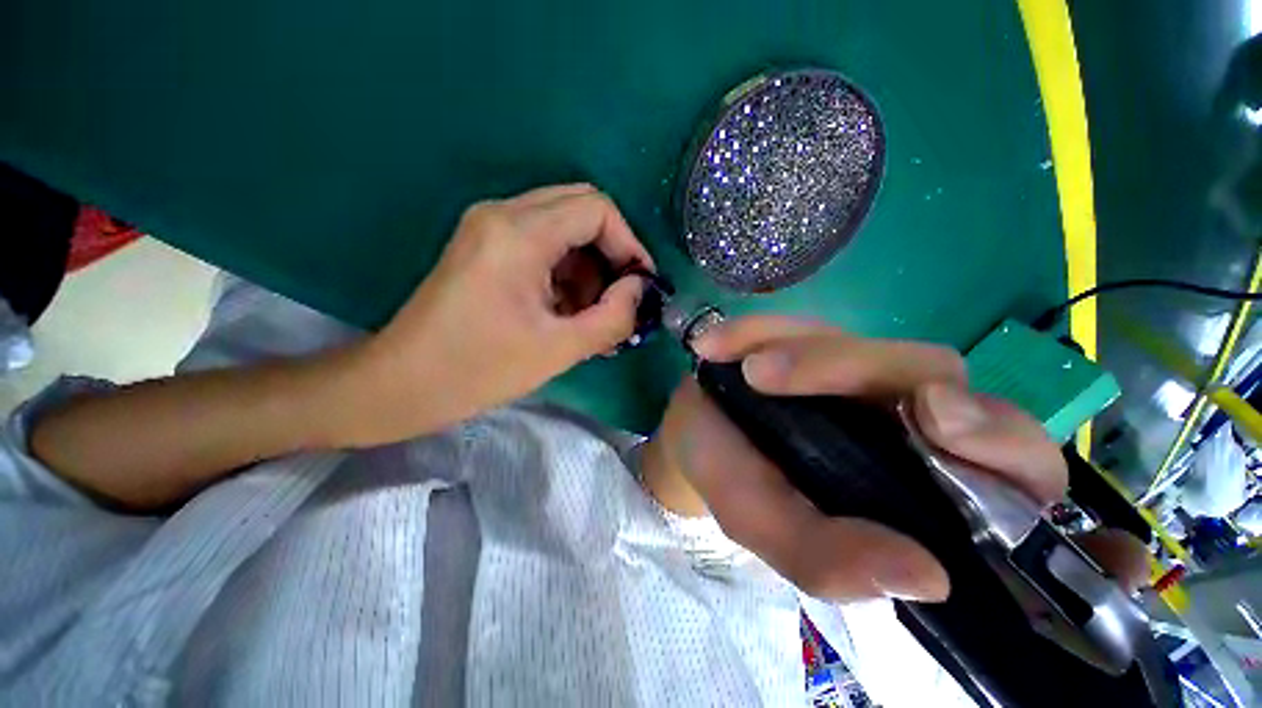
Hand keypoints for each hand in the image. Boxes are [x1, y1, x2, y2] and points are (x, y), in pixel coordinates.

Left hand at [347, 184, 652, 445]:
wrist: (401, 383)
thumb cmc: (478, 370)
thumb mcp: (559, 349)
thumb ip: (613, 317)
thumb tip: (639, 289)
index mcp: (519, 234)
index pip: (597, 209)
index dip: (629, 244)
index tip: (640, 285)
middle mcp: (502, 214)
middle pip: (581, 208)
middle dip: (611, 252)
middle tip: (620, 297)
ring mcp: (489, 227)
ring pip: (563, 225)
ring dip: (588, 265)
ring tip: (593, 314)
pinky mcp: (485, 245)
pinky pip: (542, 242)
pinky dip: (566, 270)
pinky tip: (569, 309)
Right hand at [642, 316, 1146, 601]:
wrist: (693, 427)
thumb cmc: (729, 476)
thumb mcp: (761, 521)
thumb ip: (819, 556)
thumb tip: (924, 578)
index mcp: (917, 495)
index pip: (1022, 499)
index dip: (1049, 502)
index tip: (1039, 507)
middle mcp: (915, 434)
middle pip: (985, 414)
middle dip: (946, 412)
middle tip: (911, 416)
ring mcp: (874, 378)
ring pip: (900, 358)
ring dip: (821, 360)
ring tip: (751, 371)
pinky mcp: (826, 339)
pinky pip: (808, 325)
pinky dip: (761, 331)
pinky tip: (718, 346)